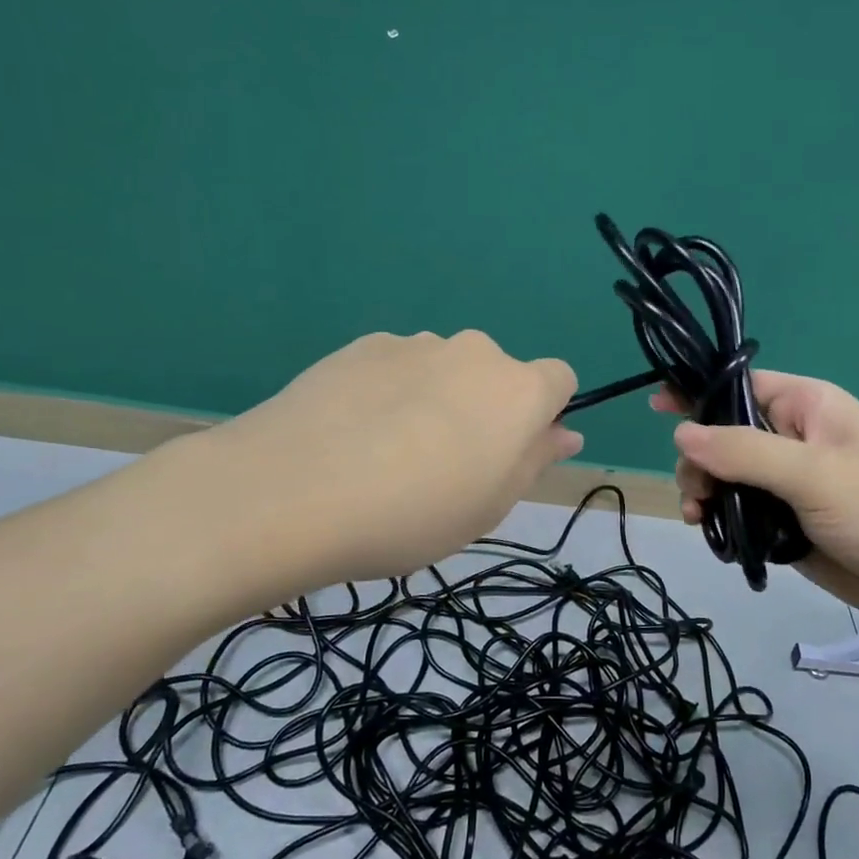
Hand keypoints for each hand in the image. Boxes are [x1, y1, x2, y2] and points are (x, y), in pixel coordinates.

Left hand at [181, 331, 579, 593]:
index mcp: (519, 391)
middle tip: (446, 465)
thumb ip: (534, 461)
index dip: (543, 415)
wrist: (292, 492)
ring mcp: (415, 345)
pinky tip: (354, 433)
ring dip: (436, 398)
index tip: (511, 454)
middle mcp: (475, 353)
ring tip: (389, 452)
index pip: (559, 380)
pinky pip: (397, 366)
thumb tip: (565, 433)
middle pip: (498, 375)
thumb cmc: (413, 514)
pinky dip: (390, 391)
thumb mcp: (490, 506)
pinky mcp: (362, 346)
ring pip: (445, 369)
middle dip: (485, 408)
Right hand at [657, 372, 858, 642]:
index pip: (740, 386)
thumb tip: (680, 433)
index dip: (698, 393)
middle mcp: (795, 440)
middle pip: (724, 437)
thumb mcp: (815, 473)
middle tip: (697, 494)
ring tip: (701, 520)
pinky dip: (725, 524)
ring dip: (707, 495)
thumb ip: (744, 452)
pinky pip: (743, 515)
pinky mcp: (790, 525)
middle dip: (700, 462)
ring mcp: (791, 485)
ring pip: (728, 480)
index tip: (655, 407)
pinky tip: (719, 540)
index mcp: (807, 407)